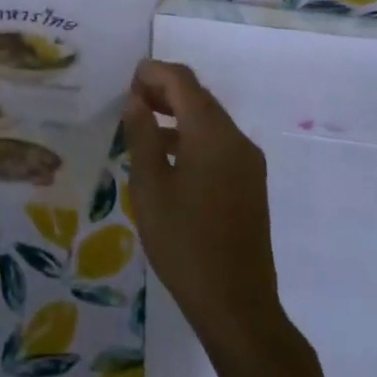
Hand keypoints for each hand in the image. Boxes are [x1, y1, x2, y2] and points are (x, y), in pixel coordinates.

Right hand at [123, 60, 279, 350]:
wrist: (236, 303)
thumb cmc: (183, 242)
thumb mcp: (150, 187)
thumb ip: (142, 136)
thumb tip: (136, 100)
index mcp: (212, 135)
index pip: (183, 82)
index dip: (154, 73)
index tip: (126, 80)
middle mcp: (237, 140)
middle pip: (199, 97)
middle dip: (165, 90)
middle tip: (130, 99)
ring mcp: (248, 163)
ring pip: (210, 120)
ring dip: (177, 113)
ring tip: (142, 124)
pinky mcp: (250, 183)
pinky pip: (218, 143)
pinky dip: (191, 135)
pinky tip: (167, 155)